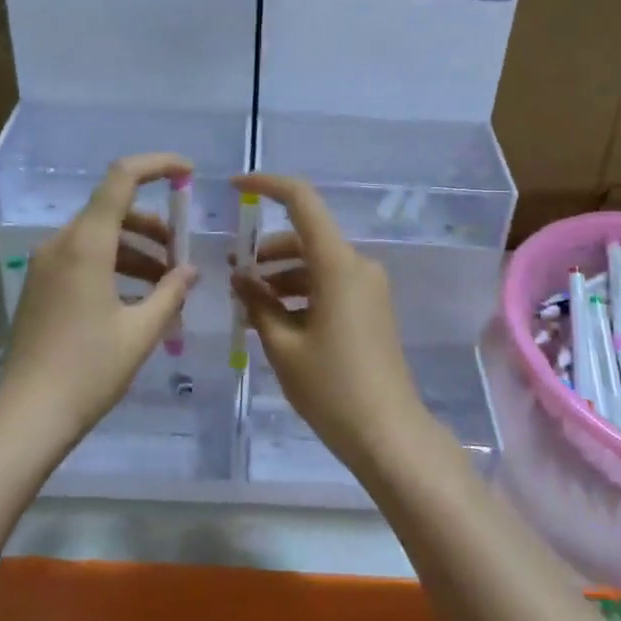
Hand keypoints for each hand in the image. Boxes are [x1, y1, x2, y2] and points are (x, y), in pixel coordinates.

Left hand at [0, 153, 198, 446]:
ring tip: (166, 284)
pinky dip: (114, 265)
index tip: (188, 173)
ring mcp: (46, 265)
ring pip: (100, 237)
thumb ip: (170, 292)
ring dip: (136, 250)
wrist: (27, 415)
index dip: (157, 165)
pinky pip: (84, 258)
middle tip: (182, 256)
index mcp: (86, 244)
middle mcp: (61, 244)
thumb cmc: (89, 370)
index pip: (121, 178)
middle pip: (113, 210)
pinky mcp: (41, 286)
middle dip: (154, 225)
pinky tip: (137, 299)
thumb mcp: (141, 331)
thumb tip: (188, 270)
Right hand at [230, 172, 423, 464]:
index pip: (302, 202)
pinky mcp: (371, 308)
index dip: (267, 185)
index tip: (234, 188)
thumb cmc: (332, 388)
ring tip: (247, 301)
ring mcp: (368, 287)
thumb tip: (240, 277)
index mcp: (338, 265)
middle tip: (231, 273)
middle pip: (306, 237)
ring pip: (316, 262)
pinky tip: (274, 318)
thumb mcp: (283, 346)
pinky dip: (300, 291)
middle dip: (266, 249)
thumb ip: (258, 303)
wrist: (388, 434)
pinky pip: (329, 283)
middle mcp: (358, 265)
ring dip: (280, 274)